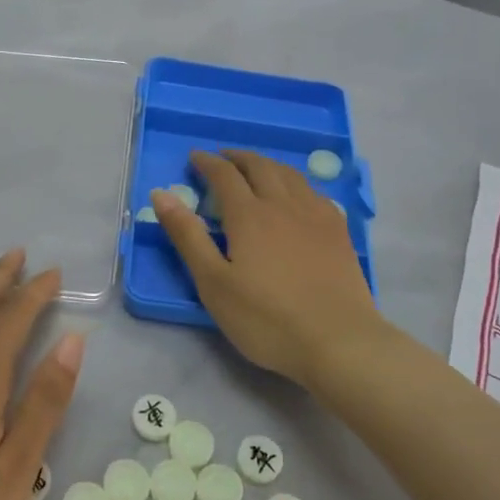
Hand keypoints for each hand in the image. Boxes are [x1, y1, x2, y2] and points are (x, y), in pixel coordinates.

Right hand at [152, 150, 382, 387]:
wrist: (338, 341)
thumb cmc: (266, 318)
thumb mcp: (213, 283)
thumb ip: (187, 236)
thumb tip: (161, 194)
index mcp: (249, 215)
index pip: (225, 175)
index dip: (207, 163)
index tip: (194, 158)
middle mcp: (283, 204)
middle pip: (260, 166)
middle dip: (238, 158)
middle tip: (223, 159)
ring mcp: (316, 216)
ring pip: (290, 175)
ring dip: (268, 165)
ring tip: (256, 169)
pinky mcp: (339, 232)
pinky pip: (314, 192)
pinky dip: (296, 183)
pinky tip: (297, 196)